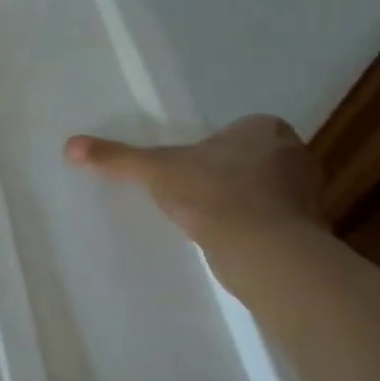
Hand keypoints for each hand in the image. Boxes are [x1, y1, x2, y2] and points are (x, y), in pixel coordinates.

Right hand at [64, 114, 322, 243]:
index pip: (238, 130)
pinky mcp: (310, 231)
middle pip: (253, 159)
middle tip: (194, 190)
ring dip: (243, 202)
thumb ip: (116, 157)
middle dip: (229, 174)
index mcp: (265, 129)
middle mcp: (295, 155)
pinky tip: (229, 241)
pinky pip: (276, 223)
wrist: (264, 251)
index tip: (190, 166)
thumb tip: (69, 145)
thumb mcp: (154, 169)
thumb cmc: (212, 193)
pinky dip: (256, 229)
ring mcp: (308, 195)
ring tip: (208, 218)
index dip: (213, 147)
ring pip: (267, 191)